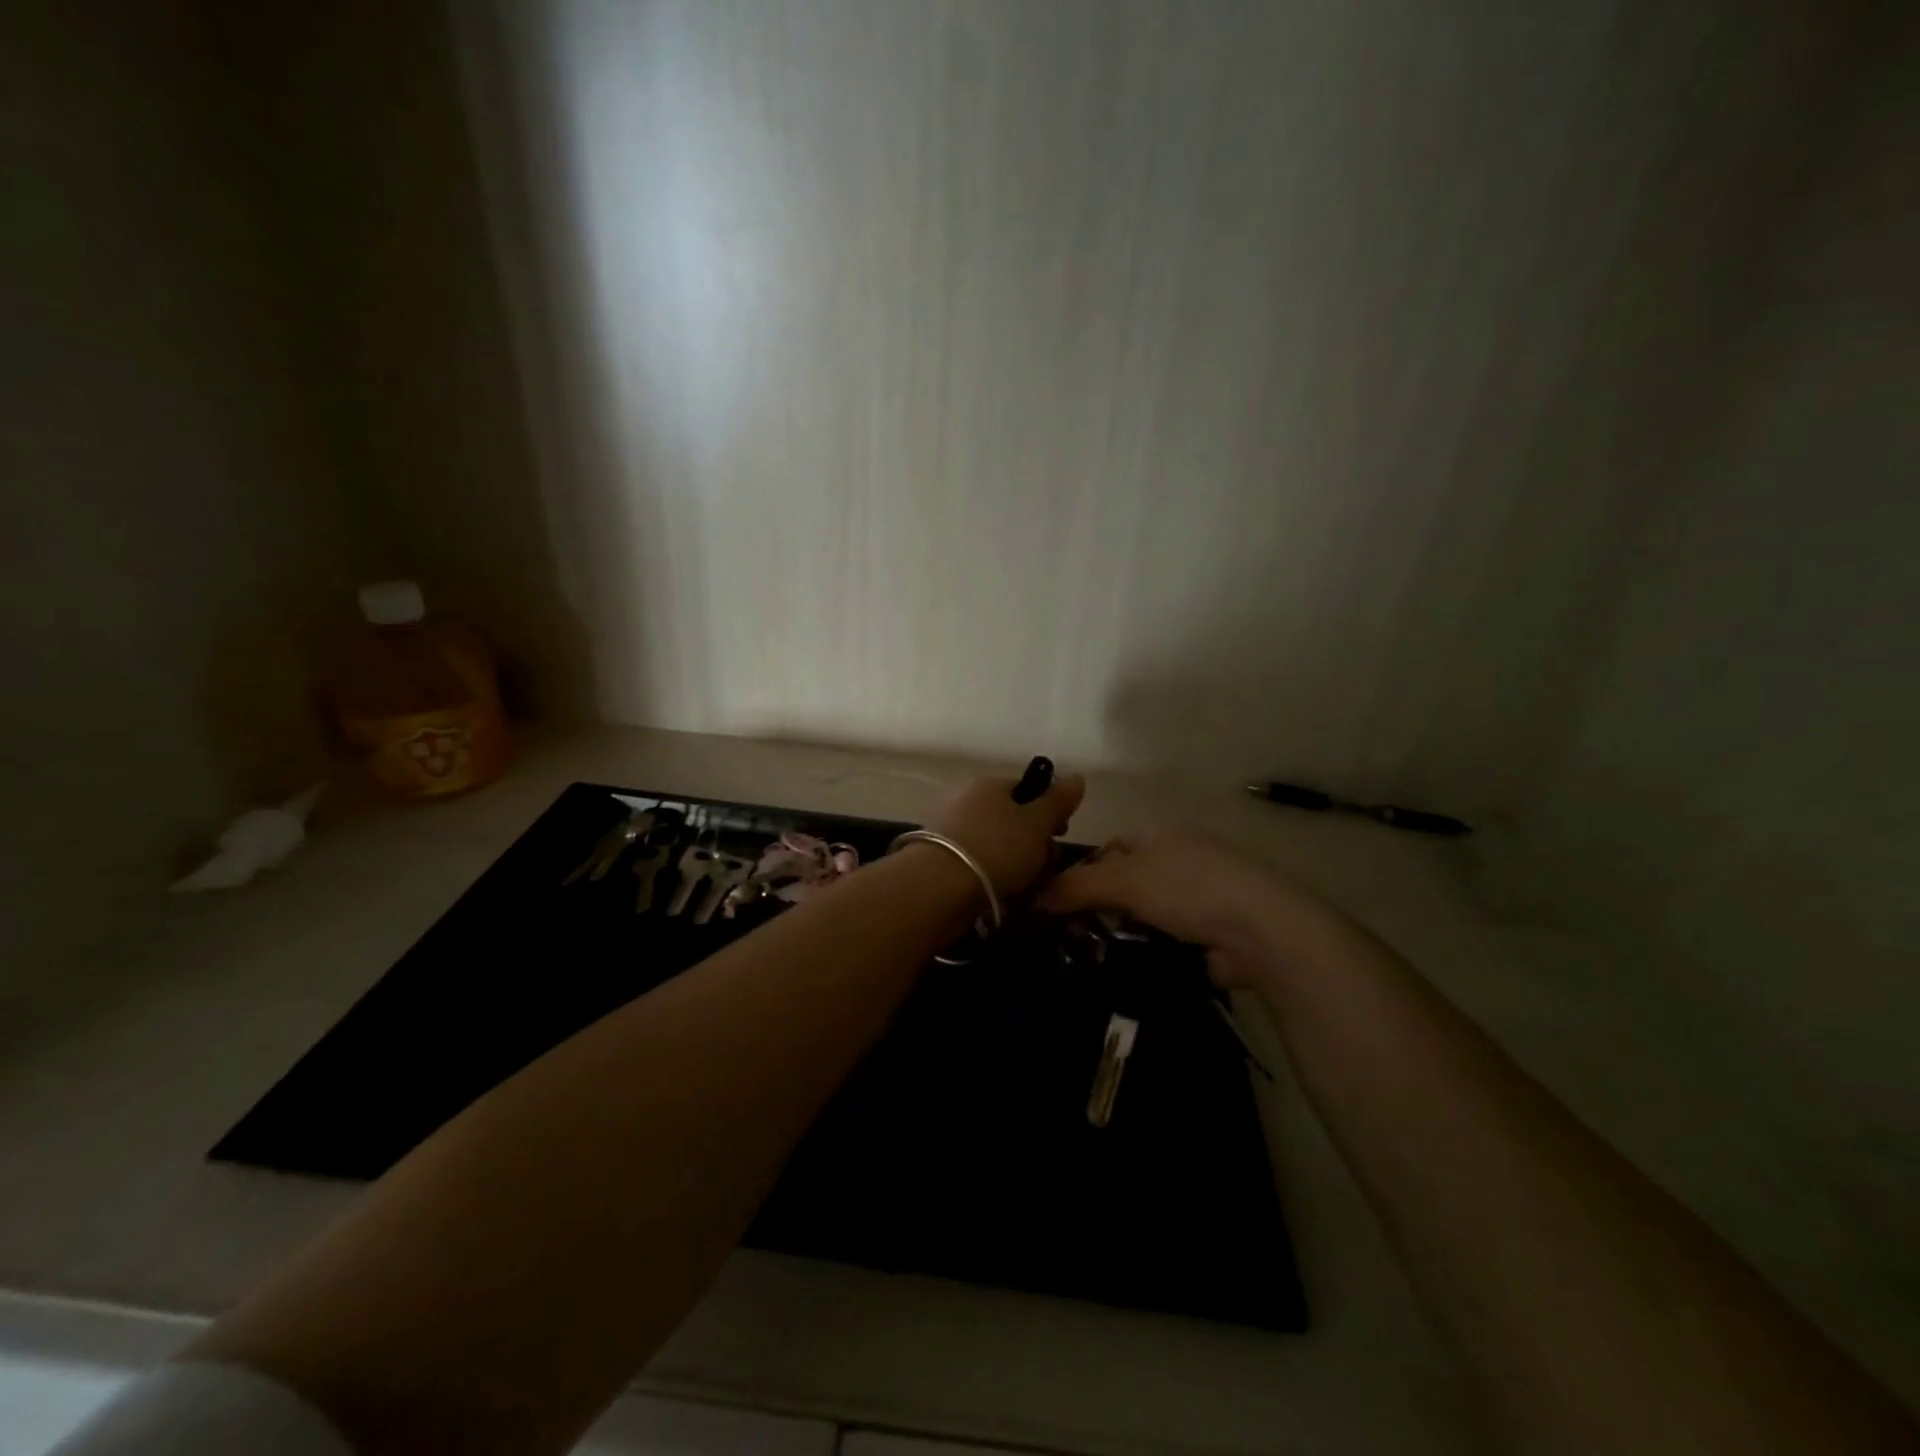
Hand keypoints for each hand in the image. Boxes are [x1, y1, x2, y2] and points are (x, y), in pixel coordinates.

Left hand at [925, 769, 1085, 900]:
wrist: (938, 888)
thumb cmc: (996, 848)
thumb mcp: (1036, 824)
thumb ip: (1057, 801)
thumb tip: (1077, 776)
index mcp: (989, 785)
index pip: (1026, 790)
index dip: (1048, 812)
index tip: (1060, 836)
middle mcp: (966, 800)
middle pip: (1012, 819)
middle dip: (1034, 843)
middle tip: (1044, 867)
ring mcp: (950, 830)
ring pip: (996, 844)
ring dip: (1016, 864)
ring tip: (1026, 887)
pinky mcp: (940, 859)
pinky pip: (978, 863)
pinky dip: (993, 877)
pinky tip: (1003, 896)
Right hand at [1039, 825, 1334, 989]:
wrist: (1261, 929)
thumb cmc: (1187, 887)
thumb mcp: (1122, 880)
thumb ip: (1075, 886)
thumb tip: (1035, 897)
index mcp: (1160, 833)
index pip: (1109, 848)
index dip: (1083, 872)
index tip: (1060, 903)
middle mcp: (1180, 857)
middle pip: (1126, 881)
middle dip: (1102, 907)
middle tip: (1073, 936)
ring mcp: (1201, 895)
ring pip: (1146, 913)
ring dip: (1125, 933)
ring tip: (1094, 958)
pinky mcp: (1213, 930)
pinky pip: (1167, 938)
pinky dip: (1150, 950)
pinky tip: (1129, 968)